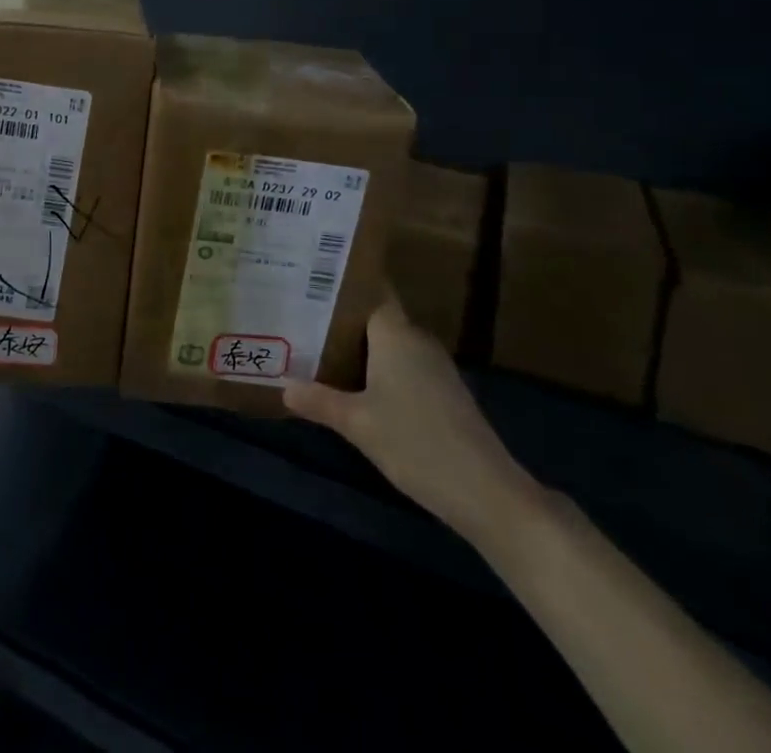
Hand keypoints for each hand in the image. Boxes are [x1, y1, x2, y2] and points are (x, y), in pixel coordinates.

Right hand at [283, 293, 542, 548]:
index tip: (311, 277)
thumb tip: (284, 386)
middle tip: (300, 315)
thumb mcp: (357, 423)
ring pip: (389, 344)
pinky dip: (378, 369)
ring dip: (359, 346)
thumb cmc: (416, 443)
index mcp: (396, 334)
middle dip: (341, 317)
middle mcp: (416, 341)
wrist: (486, 493)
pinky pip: (402, 366)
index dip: (344, 282)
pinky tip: (355, 386)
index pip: (371, 291)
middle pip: (375, 317)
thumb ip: (319, 401)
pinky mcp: (444, 394)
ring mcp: (434, 368)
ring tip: (317, 346)